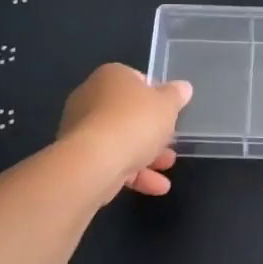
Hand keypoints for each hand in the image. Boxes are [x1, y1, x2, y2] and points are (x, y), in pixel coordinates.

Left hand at [58, 64, 192, 199]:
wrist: (94, 161)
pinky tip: (156, 187)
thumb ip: (176, 96)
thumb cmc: (134, 121)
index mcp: (111, 76)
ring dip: (147, 154)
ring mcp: (81, 129)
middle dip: (153, 131)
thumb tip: (183, 87)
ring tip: (168, 166)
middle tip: (172, 142)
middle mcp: (90, 97)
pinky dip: (133, 173)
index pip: (137, 80)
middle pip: (129, 113)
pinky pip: (111, 161)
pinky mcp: (79, 158)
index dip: (157, 96)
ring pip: (120, 139)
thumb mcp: (167, 105)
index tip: (171, 112)